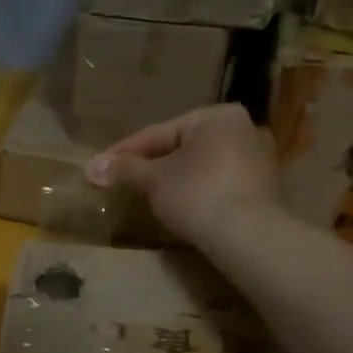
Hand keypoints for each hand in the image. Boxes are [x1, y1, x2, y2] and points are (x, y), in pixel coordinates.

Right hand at [85, 104, 284, 248]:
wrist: (247, 236)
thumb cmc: (197, 195)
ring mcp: (257, 159)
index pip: (158, 133)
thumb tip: (91, 168)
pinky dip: (194, 191)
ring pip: (200, 166)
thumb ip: (124, 170)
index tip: (99, 166)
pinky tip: (178, 206)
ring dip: (172, 179)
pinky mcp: (261, 189)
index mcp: (216, 116)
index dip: (124, 152)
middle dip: (150, 165)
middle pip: (181, 147)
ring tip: (145, 195)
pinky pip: (216, 183)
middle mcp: (242, 129)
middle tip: (121, 180)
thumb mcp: (154, 180)